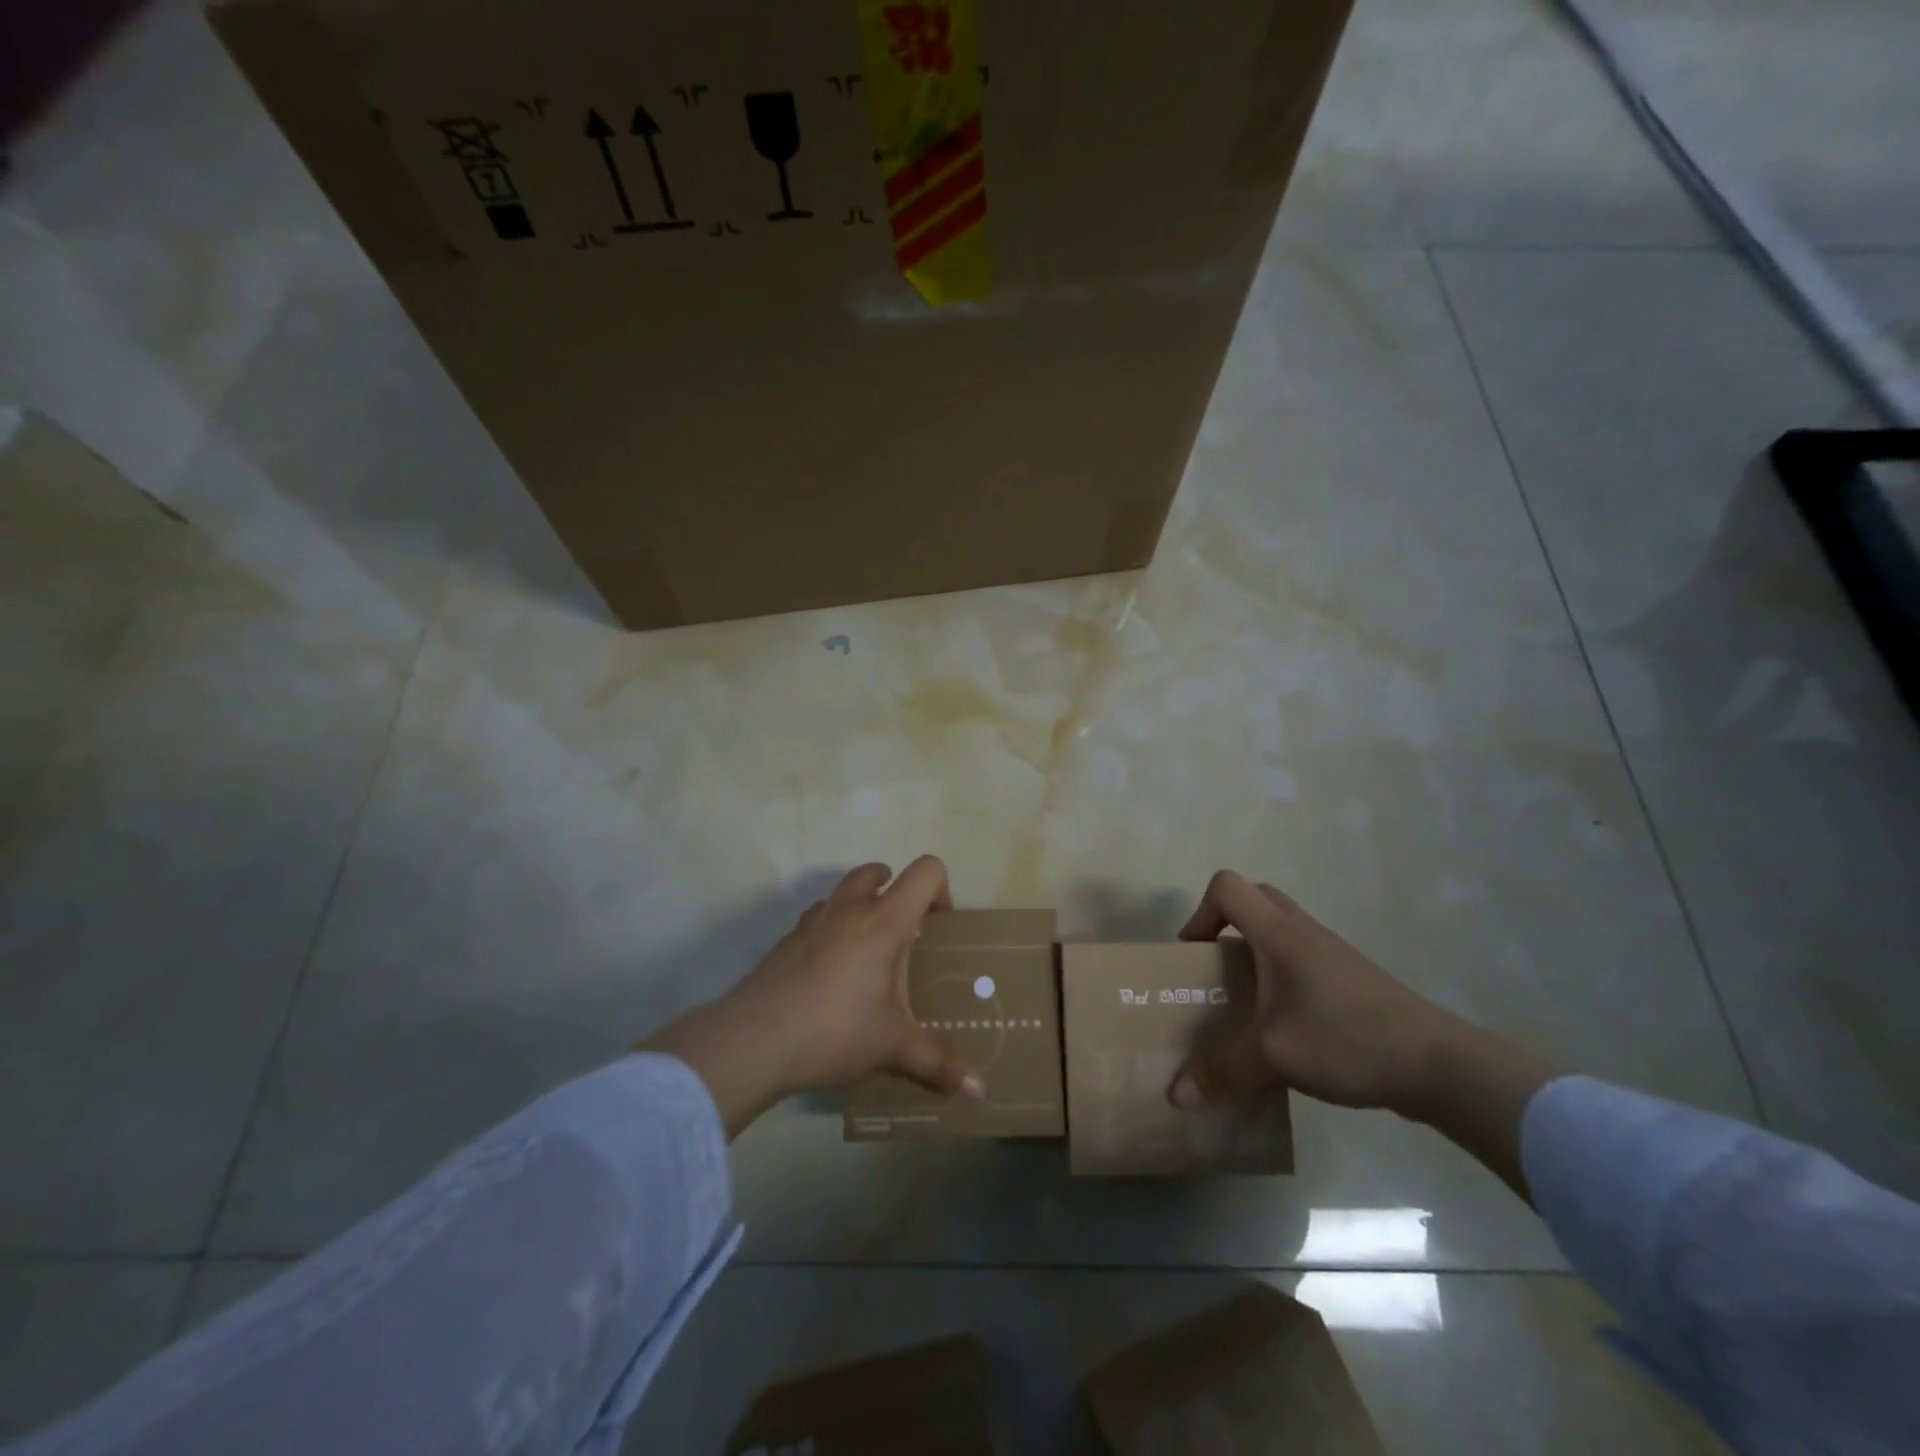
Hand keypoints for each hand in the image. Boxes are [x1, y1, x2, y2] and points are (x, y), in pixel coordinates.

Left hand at [642, 856, 981, 1136]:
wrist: (751, 1040)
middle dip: (895, 892)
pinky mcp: (786, 941)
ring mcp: (812, 921)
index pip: (925, 872)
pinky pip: (818, 920)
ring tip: (867, 959)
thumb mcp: (892, 1047)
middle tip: (903, 939)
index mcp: (884, 921)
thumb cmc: (834, 1031)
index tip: (938, 928)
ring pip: (843, 892)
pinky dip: (832, 932)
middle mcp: (849, 909)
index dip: (941, 889)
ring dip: (861, 909)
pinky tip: (831, 979)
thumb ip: (938, 1063)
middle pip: (877, 871)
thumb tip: (980, 1090)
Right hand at [1168, 871, 1465, 1115]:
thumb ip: (1220, 1071)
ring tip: (1249, 1001)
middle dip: (1225, 925)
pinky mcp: (1352, 976)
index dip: (1201, 913)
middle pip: (1254, 897)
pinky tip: (1287, 1022)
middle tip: (1217, 968)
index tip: (1197, 956)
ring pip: (1281, 926)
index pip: (1226, 886)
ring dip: (1256, 949)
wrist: (1437, 1064)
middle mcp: (1303, 931)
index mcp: (1278, 933)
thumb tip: (1175, 1097)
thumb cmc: (1345, 1040)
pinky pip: (1303, 953)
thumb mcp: (1272, 1057)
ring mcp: (1332, 951)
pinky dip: (1283, 971)